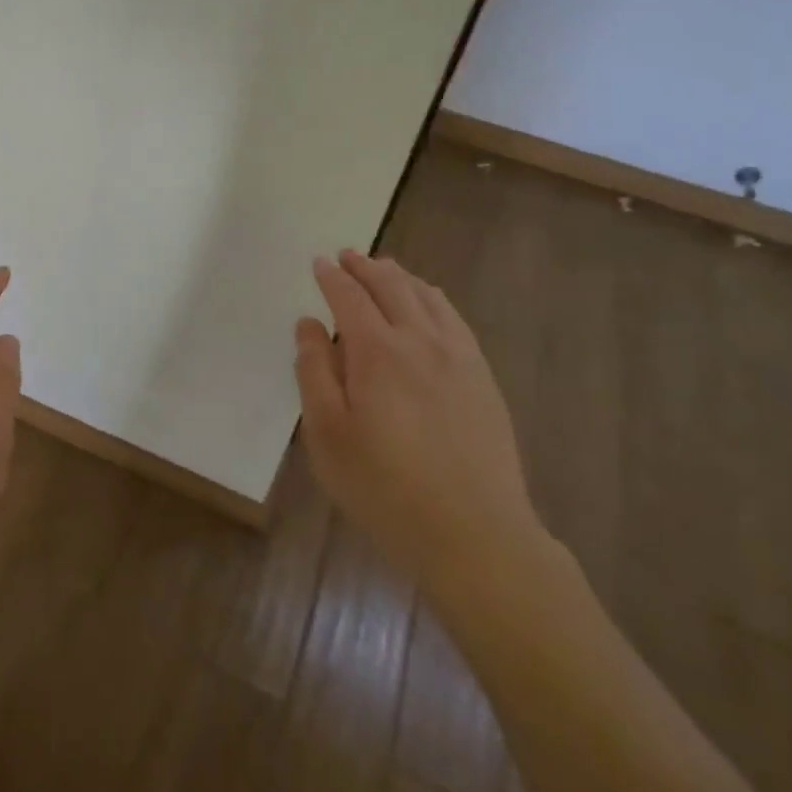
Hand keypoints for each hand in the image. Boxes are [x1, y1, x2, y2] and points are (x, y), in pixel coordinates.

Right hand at [294, 250, 539, 590]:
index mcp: (377, 352)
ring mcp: (458, 357)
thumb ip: (314, 372)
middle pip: (391, 286)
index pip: (349, 297)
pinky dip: (434, 299)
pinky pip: (455, 319)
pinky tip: (430, 304)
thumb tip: (309, 324)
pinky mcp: (483, 378)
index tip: (319, 262)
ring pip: (427, 297)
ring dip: (400, 277)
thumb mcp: (327, 434)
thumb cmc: (385, 488)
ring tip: (385, 270)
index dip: (332, 276)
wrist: (475, 535)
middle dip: (365, 266)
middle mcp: (419, 340)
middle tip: (347, 255)